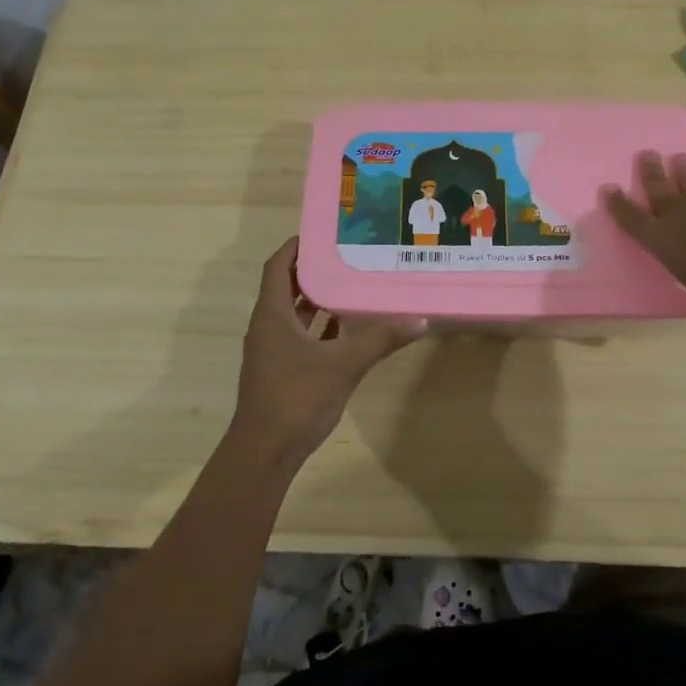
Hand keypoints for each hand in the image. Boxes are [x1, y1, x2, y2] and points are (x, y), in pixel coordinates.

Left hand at [230, 238, 425, 467]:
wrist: (265, 453)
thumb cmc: (296, 398)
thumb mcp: (343, 364)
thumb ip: (380, 340)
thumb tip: (420, 319)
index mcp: (272, 315)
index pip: (277, 267)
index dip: (295, 246)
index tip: (323, 232)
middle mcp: (268, 327)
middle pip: (286, 287)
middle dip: (313, 270)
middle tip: (347, 254)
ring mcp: (272, 351)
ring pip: (294, 314)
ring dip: (317, 299)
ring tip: (351, 283)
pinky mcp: (281, 371)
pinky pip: (300, 337)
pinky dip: (320, 328)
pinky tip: (347, 328)